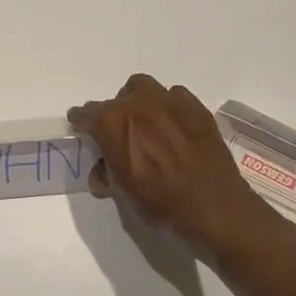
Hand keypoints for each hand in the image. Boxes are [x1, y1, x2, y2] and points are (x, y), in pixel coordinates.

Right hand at [69, 74, 274, 253]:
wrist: (214, 207)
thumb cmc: (161, 204)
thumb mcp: (123, 193)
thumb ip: (107, 173)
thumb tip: (103, 170)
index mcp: (112, 123)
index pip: (86, 114)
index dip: (81, 122)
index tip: (81, 128)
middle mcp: (137, 104)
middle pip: (116, 99)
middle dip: (114, 114)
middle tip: (120, 136)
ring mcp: (169, 101)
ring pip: (144, 88)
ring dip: (139, 103)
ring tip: (147, 126)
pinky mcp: (195, 107)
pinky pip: (174, 96)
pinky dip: (168, 108)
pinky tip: (174, 128)